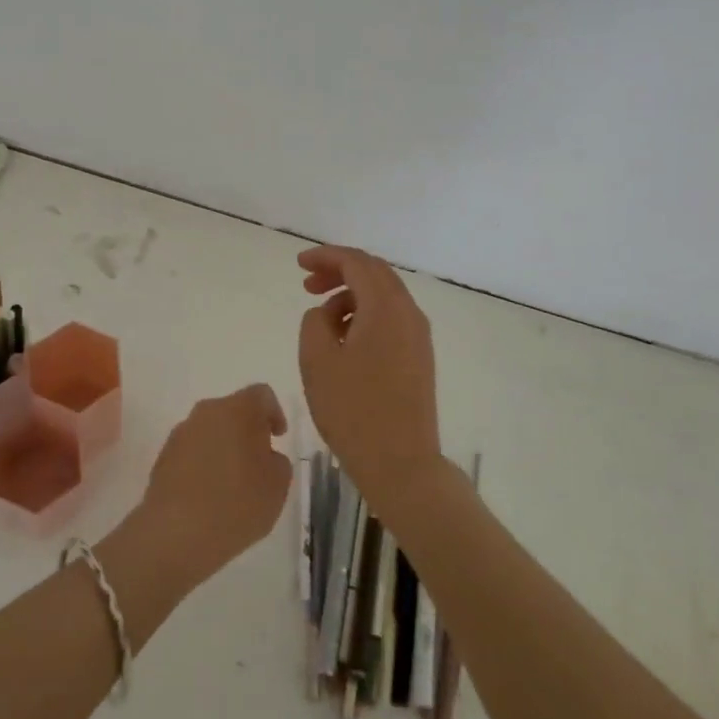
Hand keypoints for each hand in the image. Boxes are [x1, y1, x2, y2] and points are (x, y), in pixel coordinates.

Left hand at [138, 384, 292, 586]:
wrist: (176, 533)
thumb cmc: (237, 504)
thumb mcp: (278, 485)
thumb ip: (278, 461)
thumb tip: (264, 455)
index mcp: (237, 409)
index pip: (261, 394)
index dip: (274, 412)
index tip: (278, 437)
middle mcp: (206, 412)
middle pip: (233, 410)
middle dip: (247, 430)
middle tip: (259, 460)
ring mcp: (180, 434)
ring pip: (210, 430)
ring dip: (224, 446)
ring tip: (234, 481)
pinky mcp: (163, 457)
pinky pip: (192, 451)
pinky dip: (204, 463)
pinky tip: (210, 493)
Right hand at [296, 245, 442, 508]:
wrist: (401, 462)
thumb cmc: (353, 410)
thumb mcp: (317, 361)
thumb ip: (314, 321)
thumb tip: (325, 313)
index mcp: (385, 308)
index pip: (356, 262)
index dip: (325, 256)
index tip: (298, 264)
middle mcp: (409, 313)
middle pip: (374, 273)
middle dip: (339, 271)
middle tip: (307, 284)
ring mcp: (418, 336)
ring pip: (384, 296)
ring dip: (351, 294)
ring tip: (321, 317)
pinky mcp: (419, 356)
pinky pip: (391, 318)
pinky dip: (365, 314)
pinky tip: (344, 338)